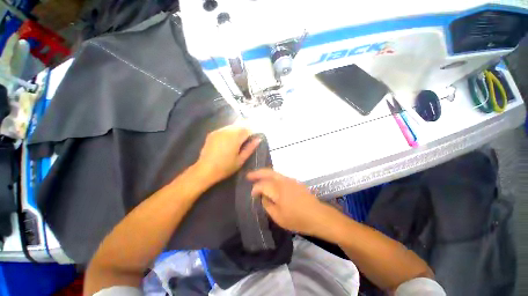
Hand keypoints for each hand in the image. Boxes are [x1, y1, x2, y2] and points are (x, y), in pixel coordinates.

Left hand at [195, 125, 260, 184]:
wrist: (205, 170)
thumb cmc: (225, 167)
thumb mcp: (241, 160)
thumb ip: (250, 148)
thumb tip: (258, 139)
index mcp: (235, 138)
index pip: (248, 129)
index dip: (253, 130)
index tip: (256, 134)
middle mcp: (227, 131)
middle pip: (240, 125)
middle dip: (246, 128)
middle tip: (249, 135)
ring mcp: (218, 131)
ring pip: (232, 125)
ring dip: (238, 128)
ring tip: (241, 136)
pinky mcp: (212, 133)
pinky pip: (225, 128)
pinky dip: (230, 130)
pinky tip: (231, 137)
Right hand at [247, 169, 332, 234]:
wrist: (318, 216)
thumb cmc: (297, 219)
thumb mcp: (278, 217)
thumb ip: (267, 205)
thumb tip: (263, 196)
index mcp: (278, 189)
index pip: (262, 185)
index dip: (255, 189)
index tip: (252, 195)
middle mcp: (283, 181)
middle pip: (268, 172)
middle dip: (257, 173)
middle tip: (248, 175)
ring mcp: (290, 180)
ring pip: (274, 173)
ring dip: (265, 174)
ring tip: (257, 177)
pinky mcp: (295, 182)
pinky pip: (280, 176)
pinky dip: (272, 177)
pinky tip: (270, 182)